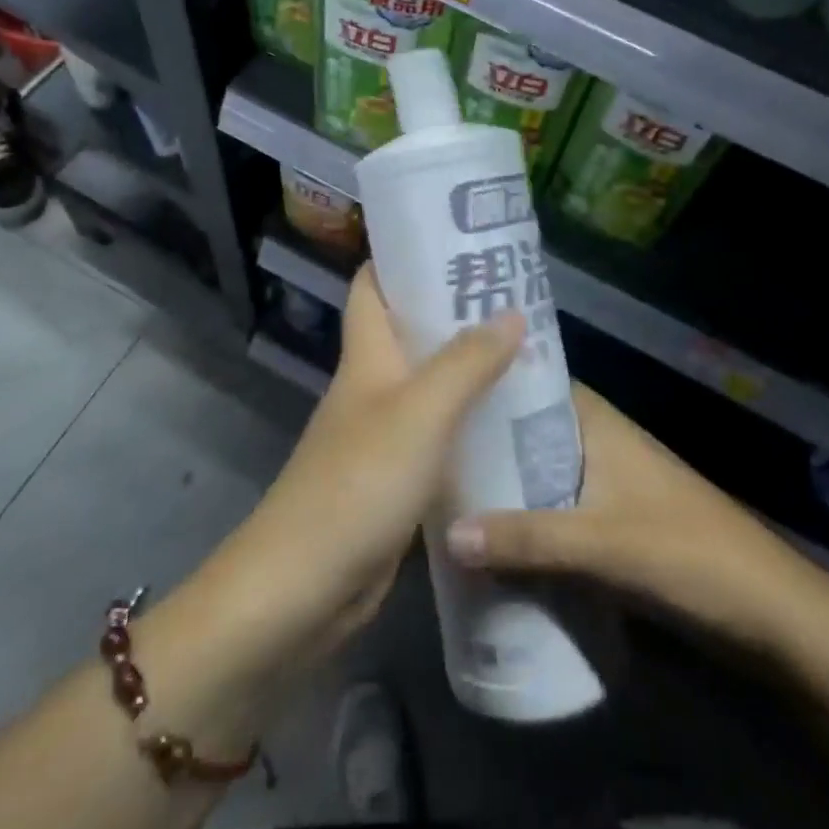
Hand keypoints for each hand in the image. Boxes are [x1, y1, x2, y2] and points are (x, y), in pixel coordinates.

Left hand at [224, 265, 523, 658]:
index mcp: (367, 357)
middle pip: (409, 332)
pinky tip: (507, 423)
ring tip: (524, 352)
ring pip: (428, 384)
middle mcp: (370, 386)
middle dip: (454, 311)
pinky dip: (466, 422)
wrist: (303, 588)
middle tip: (514, 298)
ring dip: (467, 367)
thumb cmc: (358, 483)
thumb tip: (512, 311)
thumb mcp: (420, 413)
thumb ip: (467, 362)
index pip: (373, 286)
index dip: (404, 257)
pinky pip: (436, 435)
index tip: (456, 240)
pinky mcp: (393, 479)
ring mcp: (380, 434)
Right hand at [445, 383, 781, 625]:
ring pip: (537, 472)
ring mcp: (603, 483)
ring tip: (439, 489)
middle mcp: (595, 442)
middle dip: (482, 441)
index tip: (436, 384)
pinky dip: (523, 518)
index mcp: (596, 422)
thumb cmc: (685, 551)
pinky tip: (485, 537)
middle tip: (422, 446)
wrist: (766, 611)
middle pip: (527, 431)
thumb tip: (447, 533)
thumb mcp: (601, 542)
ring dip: (500, 484)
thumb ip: (526, 538)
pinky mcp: (609, 523)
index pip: (531, 383)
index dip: (488, 381)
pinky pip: (551, 510)